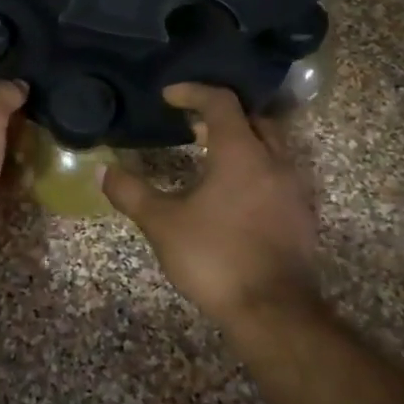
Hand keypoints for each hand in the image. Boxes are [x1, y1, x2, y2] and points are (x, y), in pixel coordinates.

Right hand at [103, 83, 319, 324]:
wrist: (274, 312)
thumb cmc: (215, 256)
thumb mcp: (162, 223)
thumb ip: (131, 192)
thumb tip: (103, 170)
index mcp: (241, 153)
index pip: (221, 102)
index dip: (193, 91)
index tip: (168, 96)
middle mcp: (274, 162)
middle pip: (253, 119)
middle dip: (222, 115)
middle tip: (191, 125)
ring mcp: (293, 190)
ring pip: (271, 147)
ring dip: (241, 142)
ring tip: (208, 157)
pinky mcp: (300, 217)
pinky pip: (278, 175)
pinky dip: (255, 169)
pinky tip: (231, 194)